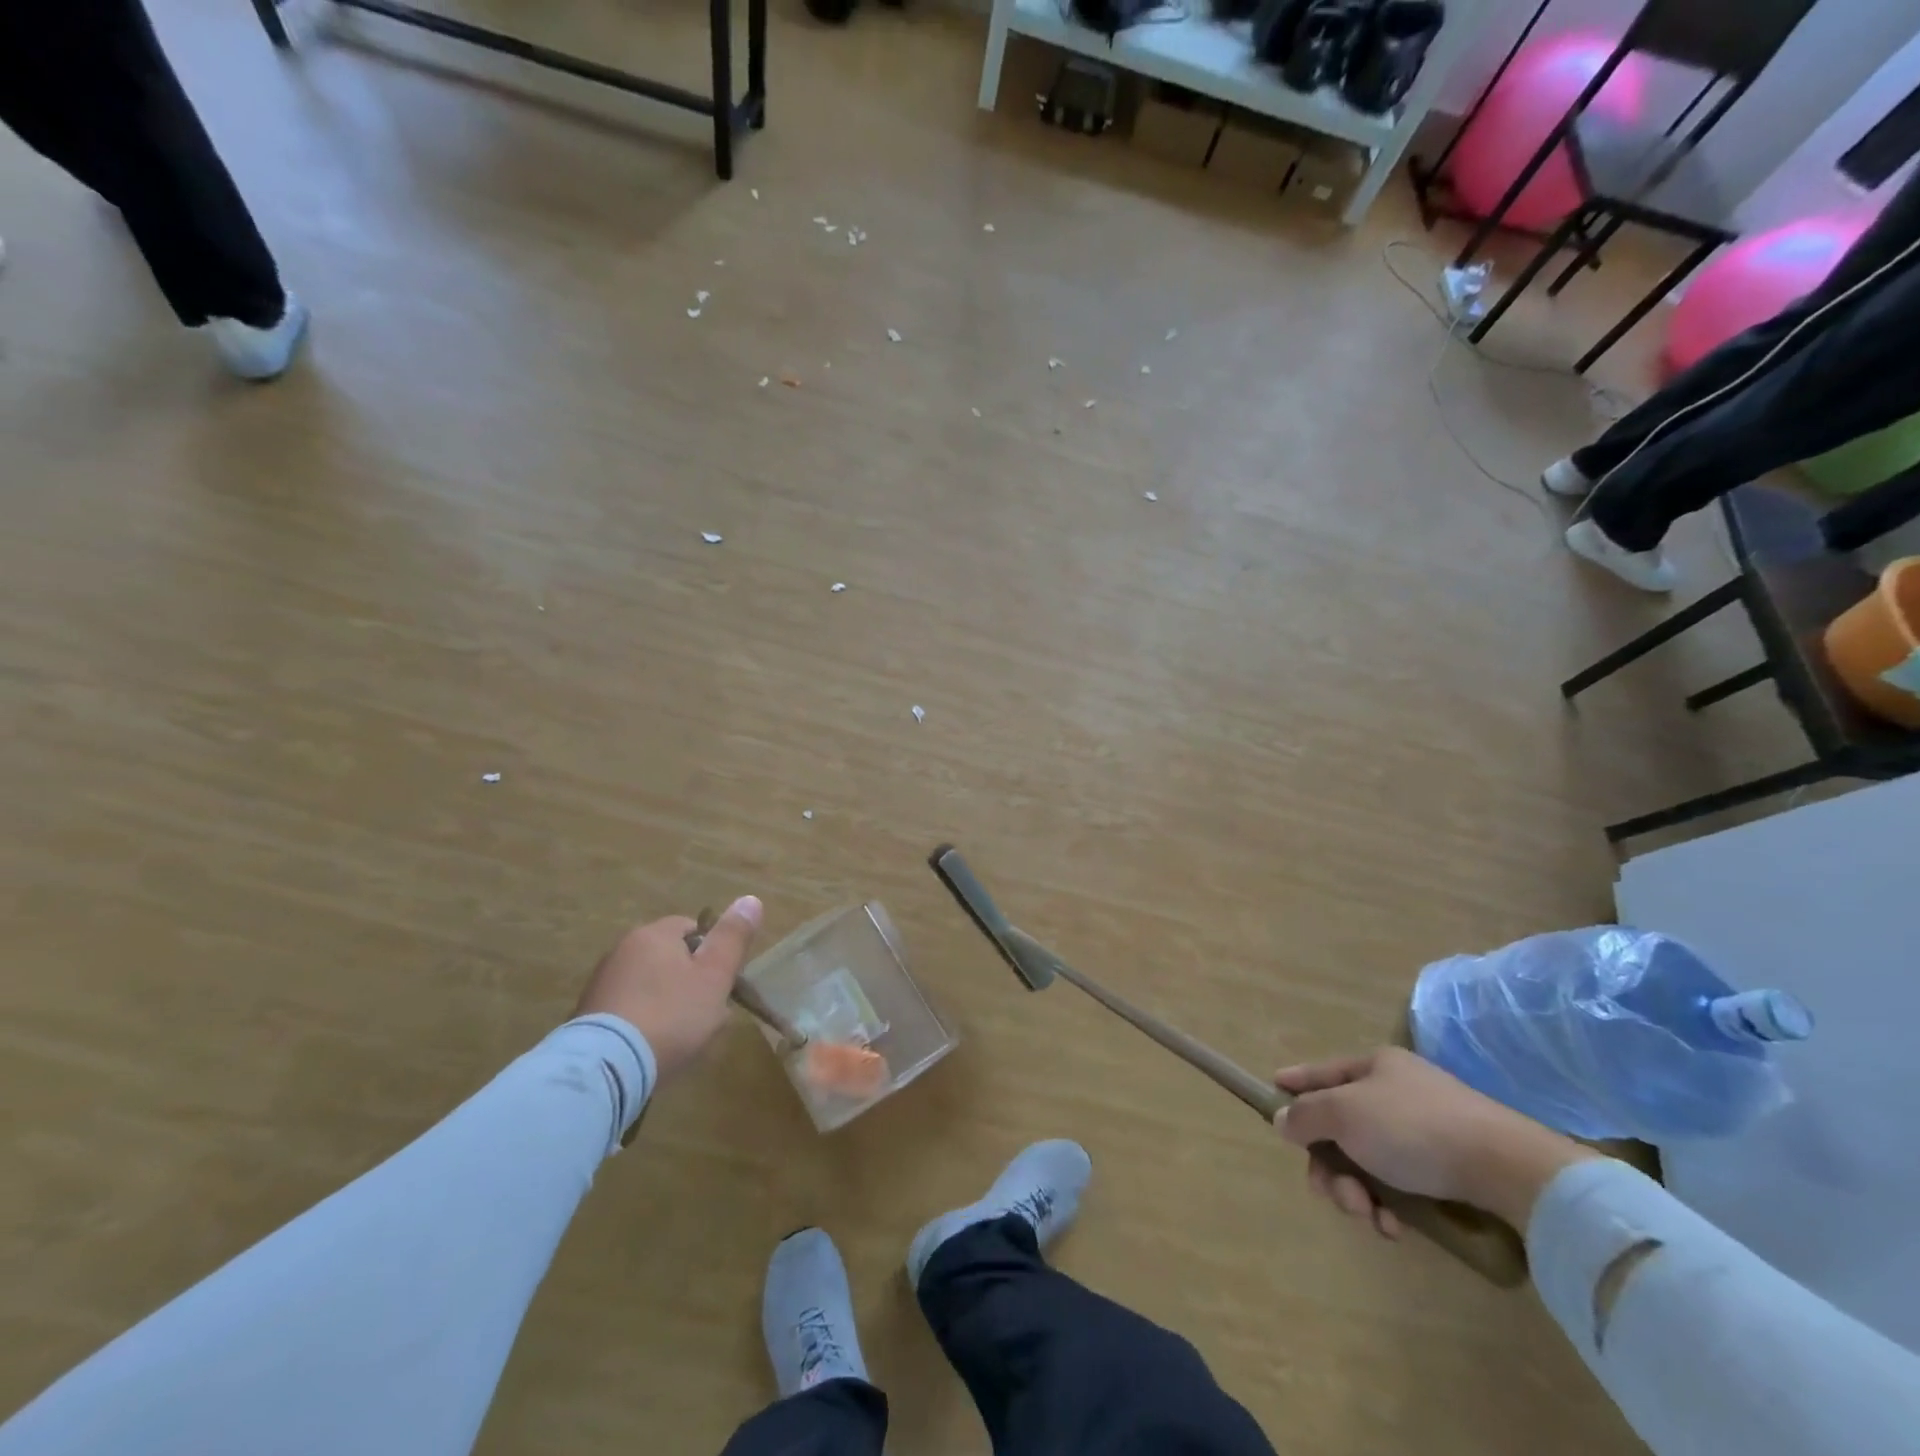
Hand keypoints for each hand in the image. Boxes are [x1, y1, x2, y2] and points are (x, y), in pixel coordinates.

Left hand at [574, 896, 762, 1084]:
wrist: (606, 1069)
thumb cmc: (671, 1015)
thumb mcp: (715, 976)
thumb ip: (733, 937)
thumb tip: (751, 899)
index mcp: (654, 934)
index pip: (692, 928)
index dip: (712, 954)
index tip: (720, 984)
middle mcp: (622, 949)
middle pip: (669, 958)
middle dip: (689, 982)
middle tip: (705, 1015)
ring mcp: (600, 984)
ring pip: (649, 986)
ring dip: (665, 1005)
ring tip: (679, 1039)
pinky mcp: (586, 1017)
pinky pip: (627, 1011)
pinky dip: (642, 1024)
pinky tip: (650, 1049)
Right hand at [1273, 1046, 1594, 1234]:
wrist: (1508, 1169)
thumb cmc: (1413, 1128)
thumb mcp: (1345, 1113)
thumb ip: (1306, 1115)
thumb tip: (1283, 1118)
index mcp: (1374, 1066)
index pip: (1321, 1072)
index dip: (1294, 1084)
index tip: (1271, 1095)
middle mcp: (1397, 1092)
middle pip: (1341, 1126)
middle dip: (1331, 1165)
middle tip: (1334, 1195)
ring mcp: (1426, 1129)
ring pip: (1369, 1160)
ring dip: (1359, 1192)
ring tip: (1372, 1217)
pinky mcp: (1451, 1167)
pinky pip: (1402, 1183)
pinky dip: (1391, 1205)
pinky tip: (1397, 1227)